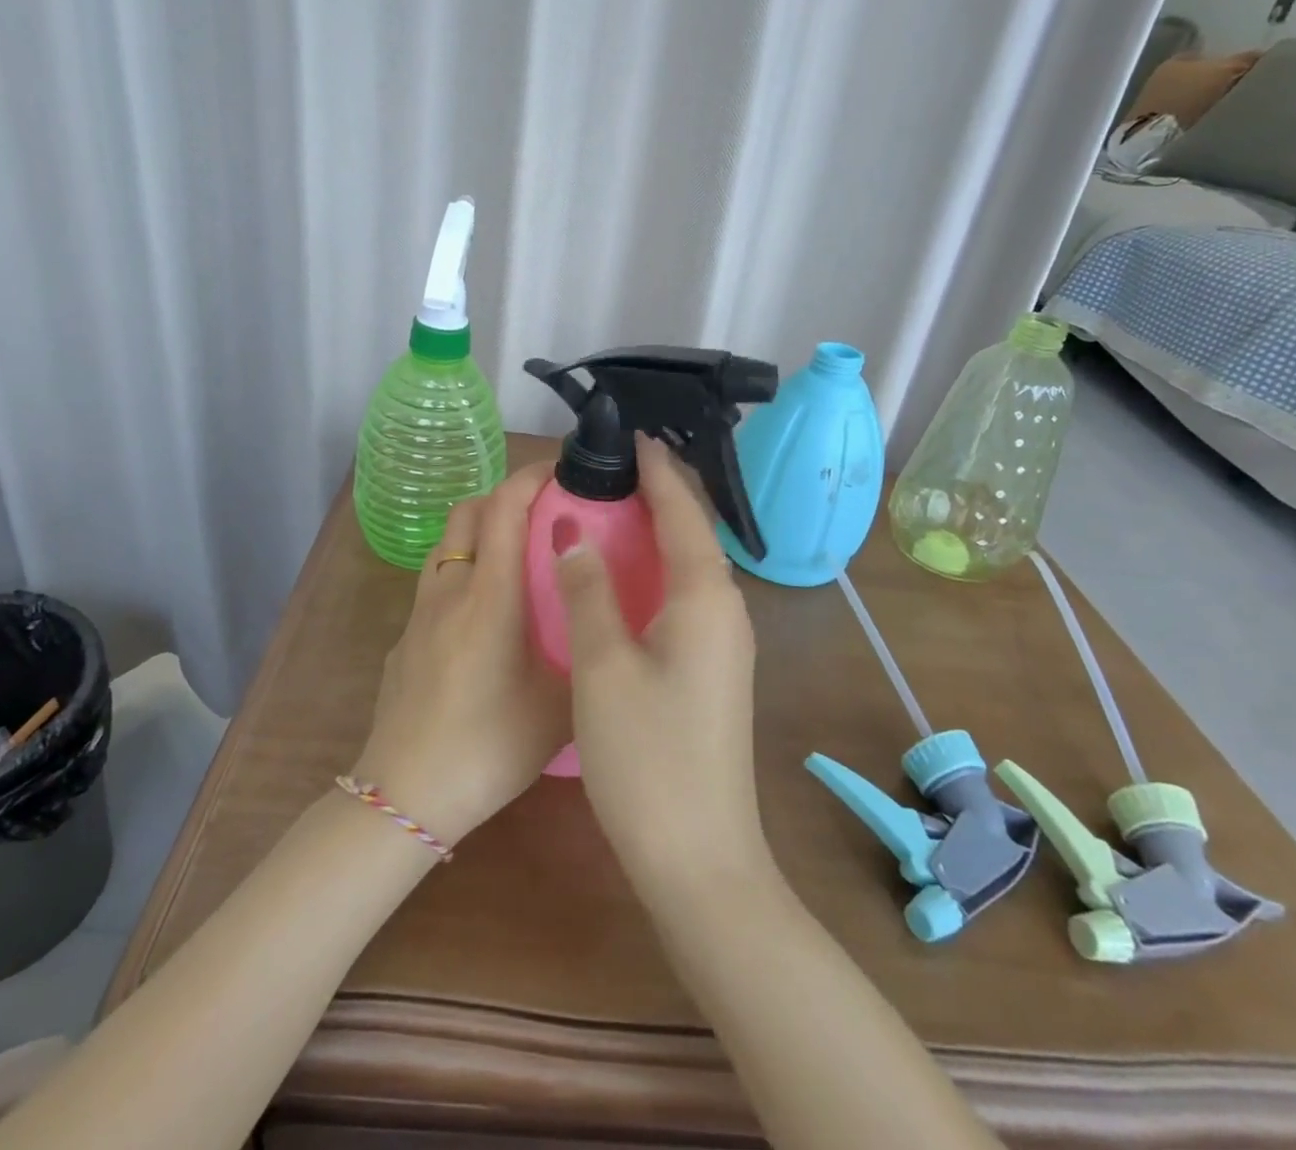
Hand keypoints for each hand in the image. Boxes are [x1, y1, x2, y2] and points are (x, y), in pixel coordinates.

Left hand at [353, 463, 569, 846]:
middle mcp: (449, 589)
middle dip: (505, 496)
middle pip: (468, 511)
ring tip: (518, 560)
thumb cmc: (489, 747)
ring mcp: (419, 612)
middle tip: (544, 514)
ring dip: (481, 532)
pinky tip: (485, 617)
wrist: (405, 795)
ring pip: (448, 544)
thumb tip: (604, 622)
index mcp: (490, 595)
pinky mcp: (405, 637)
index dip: (532, 477)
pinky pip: (436, 582)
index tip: (562, 471)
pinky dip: (463, 571)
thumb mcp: (559, 707)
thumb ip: (585, 653)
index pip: (504, 507)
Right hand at [556, 434, 773, 899]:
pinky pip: (686, 595)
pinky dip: (657, 569)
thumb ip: (587, 590)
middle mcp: (725, 609)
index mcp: (705, 596)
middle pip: (693, 532)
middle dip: (659, 493)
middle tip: (612, 465)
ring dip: (658, 530)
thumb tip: (570, 528)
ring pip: (690, 565)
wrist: (700, 858)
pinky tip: (626, 575)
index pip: (682, 511)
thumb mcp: (603, 666)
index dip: (657, 470)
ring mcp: (723, 642)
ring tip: (614, 505)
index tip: (630, 436)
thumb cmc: (647, 757)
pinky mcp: (712, 669)